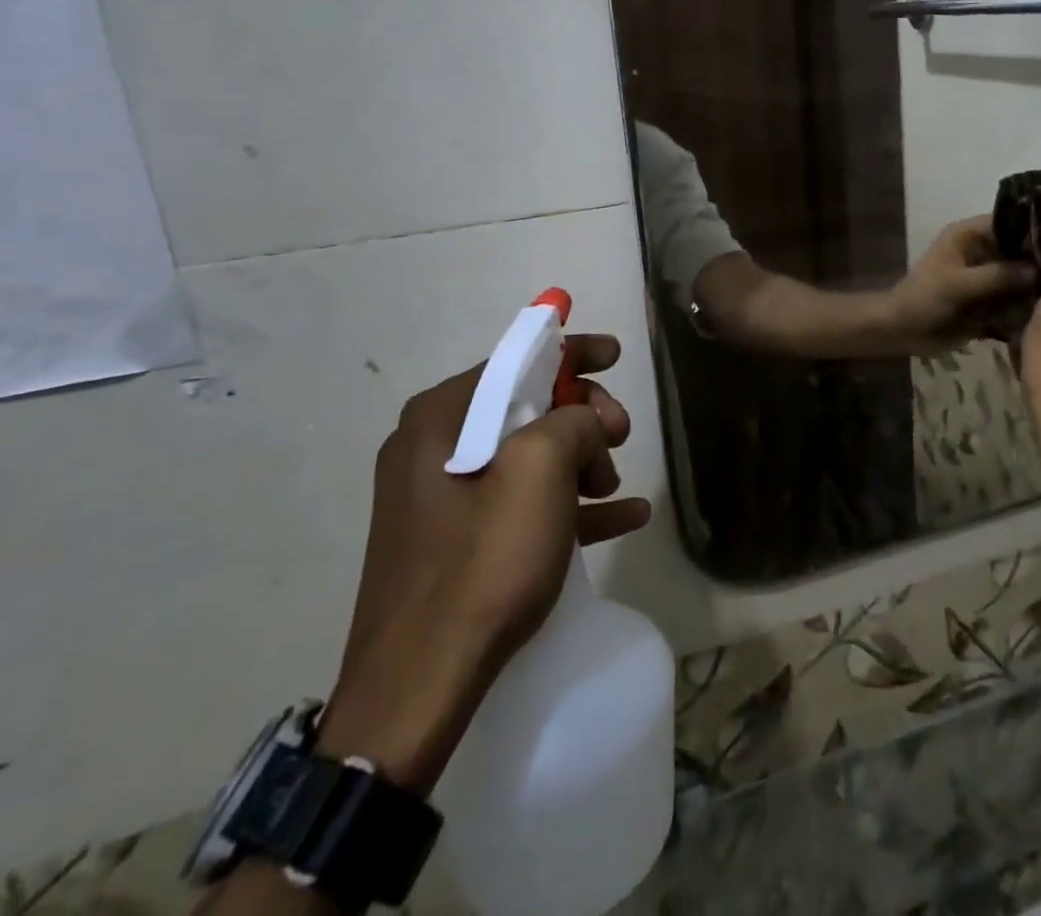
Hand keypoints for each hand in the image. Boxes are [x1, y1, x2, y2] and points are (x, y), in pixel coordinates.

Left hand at [317, 335, 651, 795]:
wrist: (417, 688)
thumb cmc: (481, 562)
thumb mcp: (540, 472)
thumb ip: (572, 421)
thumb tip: (583, 420)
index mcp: (441, 418)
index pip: (516, 362)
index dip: (572, 352)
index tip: (615, 355)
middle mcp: (435, 447)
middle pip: (528, 408)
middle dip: (583, 419)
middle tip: (620, 440)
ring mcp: (443, 498)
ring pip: (530, 457)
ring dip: (581, 464)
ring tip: (614, 491)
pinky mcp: (457, 542)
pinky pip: (522, 504)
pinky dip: (568, 503)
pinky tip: (623, 517)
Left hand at [885, 215, 1035, 353]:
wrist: (902, 331)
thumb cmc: (923, 298)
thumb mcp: (958, 284)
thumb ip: (997, 276)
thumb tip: (1038, 269)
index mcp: (969, 235)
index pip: (1010, 221)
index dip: (1036, 228)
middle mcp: (983, 250)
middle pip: (1021, 250)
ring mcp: (989, 276)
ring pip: (1023, 276)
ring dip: (1040, 286)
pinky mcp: (991, 300)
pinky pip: (1016, 299)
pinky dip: (1029, 305)